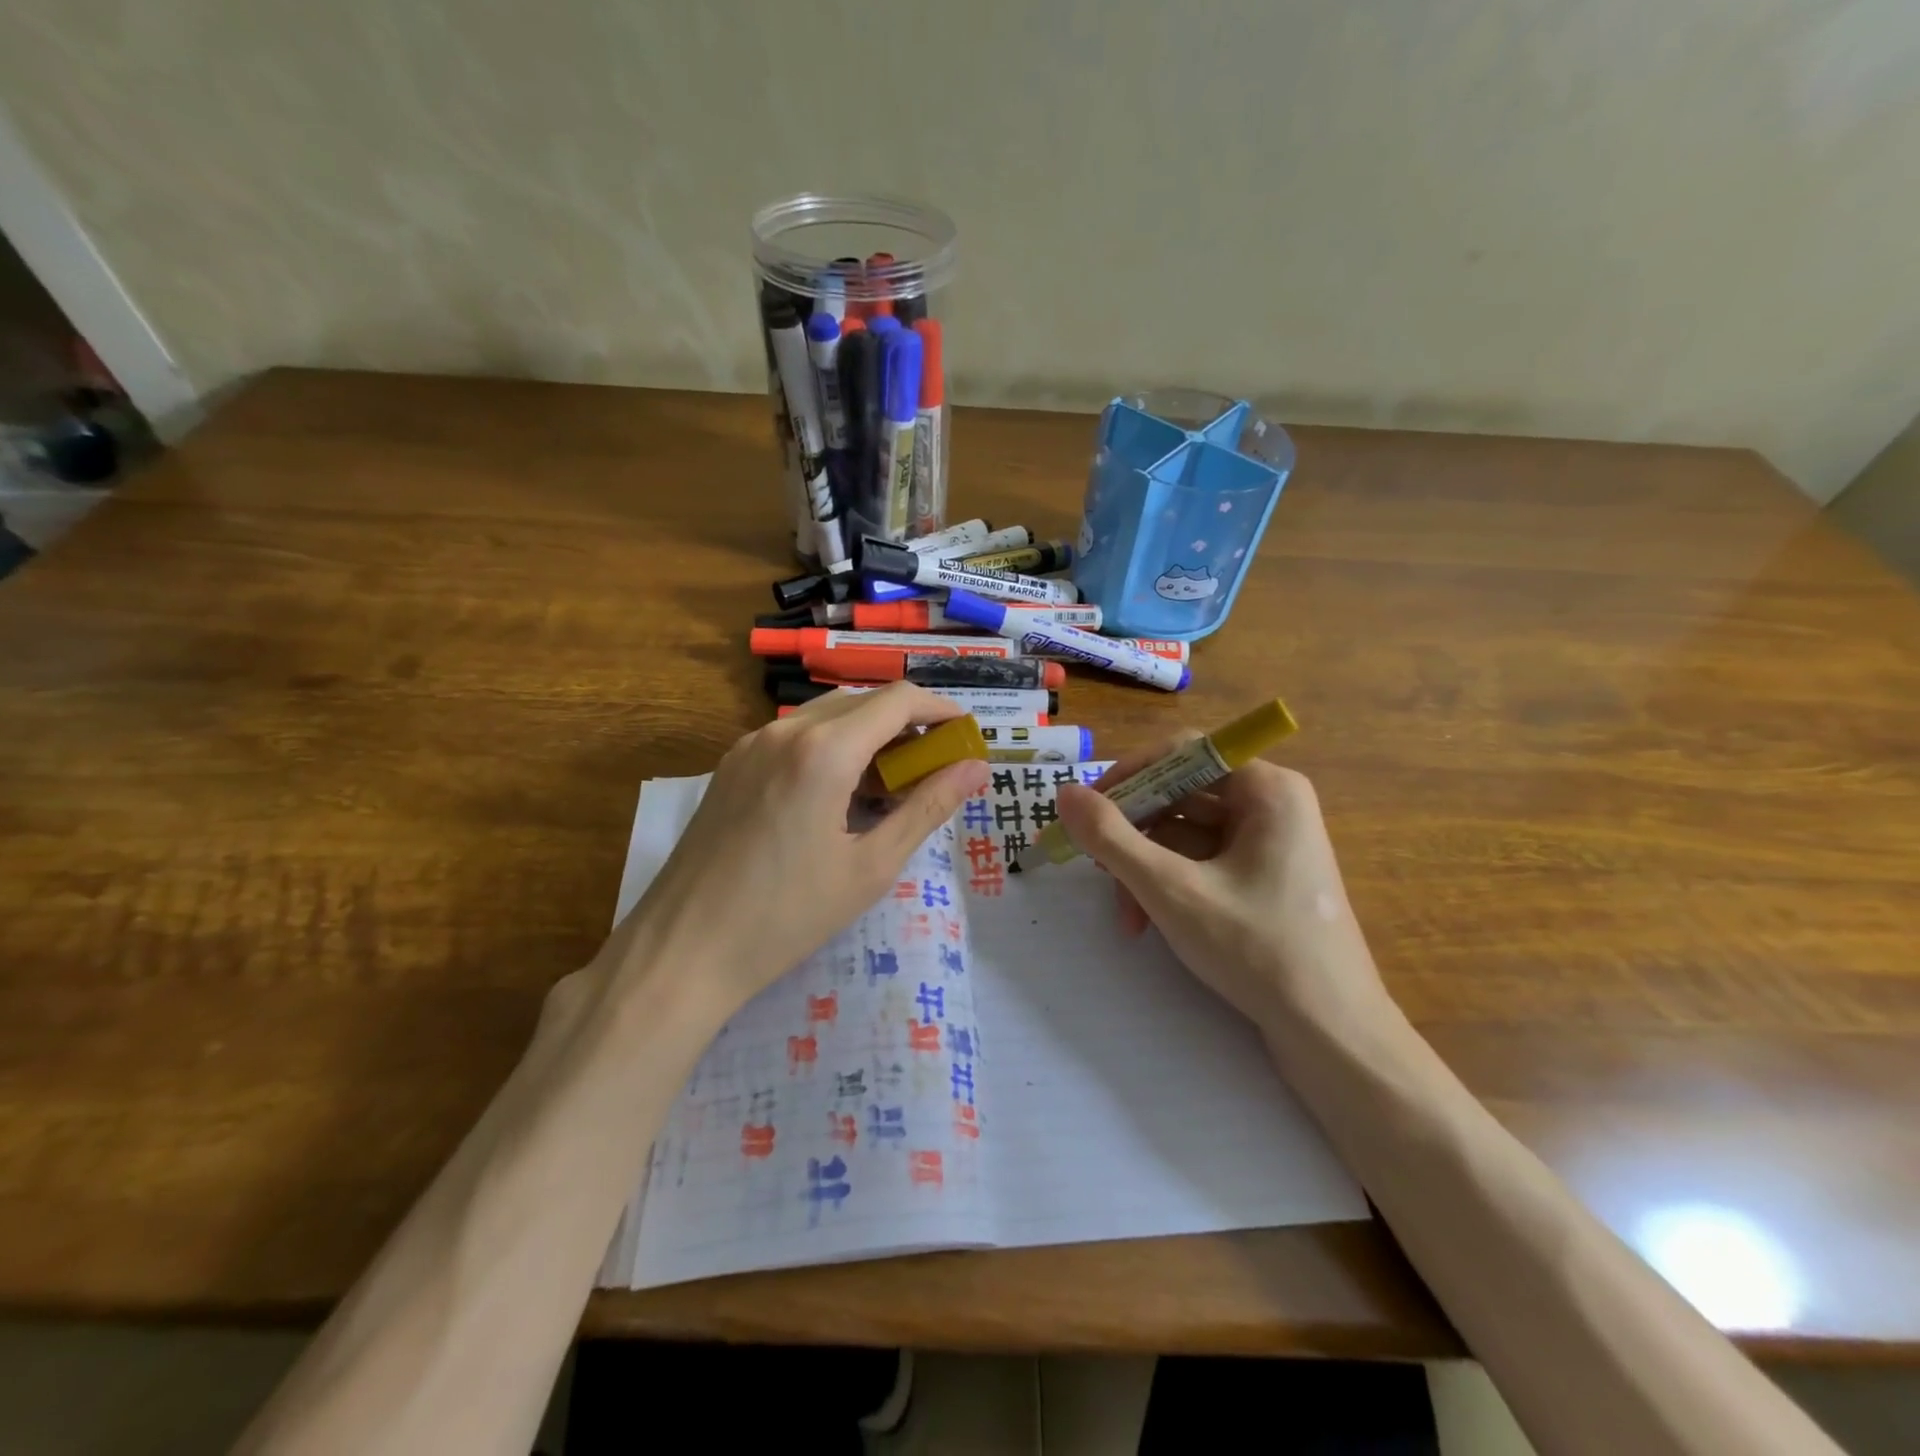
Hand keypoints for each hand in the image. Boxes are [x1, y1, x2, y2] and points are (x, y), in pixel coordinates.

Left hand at [607, 684, 989, 1022]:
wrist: (683, 949)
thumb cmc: (787, 915)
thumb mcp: (871, 866)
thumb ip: (927, 807)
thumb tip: (976, 768)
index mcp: (824, 750)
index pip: (898, 699)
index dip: (940, 709)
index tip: (965, 736)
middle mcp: (785, 730)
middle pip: (863, 701)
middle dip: (906, 725)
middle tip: (933, 770)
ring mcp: (751, 744)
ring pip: (828, 716)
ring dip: (868, 736)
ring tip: (889, 788)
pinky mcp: (732, 764)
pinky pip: (796, 737)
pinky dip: (832, 748)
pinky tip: (838, 796)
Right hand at [1054, 745, 1386, 1028]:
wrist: (1333, 1035)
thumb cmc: (1257, 950)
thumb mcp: (1172, 890)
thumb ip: (1112, 838)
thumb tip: (1065, 794)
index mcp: (1267, 789)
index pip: (1183, 752)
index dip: (1130, 775)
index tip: (1087, 810)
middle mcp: (1272, 805)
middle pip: (1181, 795)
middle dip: (1133, 835)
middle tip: (1094, 867)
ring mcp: (1270, 844)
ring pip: (1186, 834)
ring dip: (1146, 868)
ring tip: (1127, 916)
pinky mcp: (1264, 880)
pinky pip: (1202, 861)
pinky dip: (1170, 885)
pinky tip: (1148, 921)